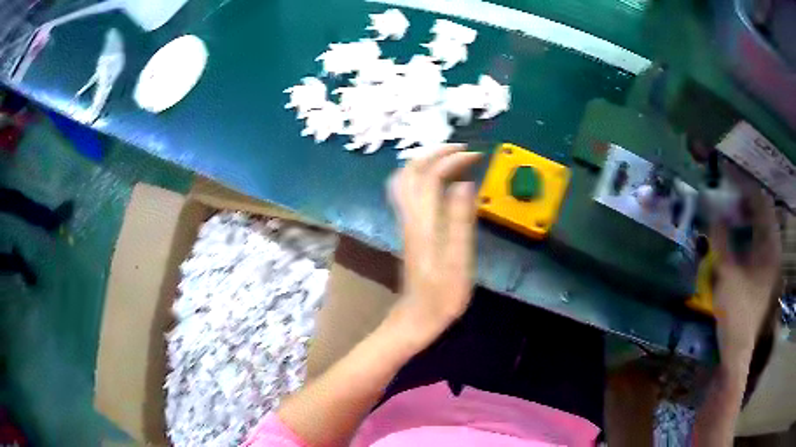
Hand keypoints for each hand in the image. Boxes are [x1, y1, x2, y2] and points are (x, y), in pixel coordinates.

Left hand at [385, 145, 481, 349]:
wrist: (416, 318)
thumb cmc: (442, 295)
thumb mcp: (458, 261)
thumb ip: (460, 221)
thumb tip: (465, 184)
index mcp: (424, 222)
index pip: (431, 176)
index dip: (452, 159)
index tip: (477, 156)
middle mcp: (410, 216)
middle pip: (410, 171)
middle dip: (435, 153)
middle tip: (462, 150)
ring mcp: (406, 222)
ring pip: (404, 180)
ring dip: (426, 163)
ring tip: (451, 160)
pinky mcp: (408, 230)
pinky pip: (407, 192)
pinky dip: (422, 177)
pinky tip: (439, 183)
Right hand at [710, 170, 781, 366]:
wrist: (738, 349)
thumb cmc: (736, 312)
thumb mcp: (727, 274)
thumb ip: (721, 240)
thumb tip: (714, 212)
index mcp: (769, 246)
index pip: (761, 202)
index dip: (745, 186)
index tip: (727, 176)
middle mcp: (773, 249)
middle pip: (763, 212)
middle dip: (746, 199)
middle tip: (727, 193)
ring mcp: (770, 262)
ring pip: (761, 226)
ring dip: (747, 215)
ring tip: (730, 210)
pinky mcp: (764, 273)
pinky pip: (758, 241)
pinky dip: (748, 232)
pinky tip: (736, 235)